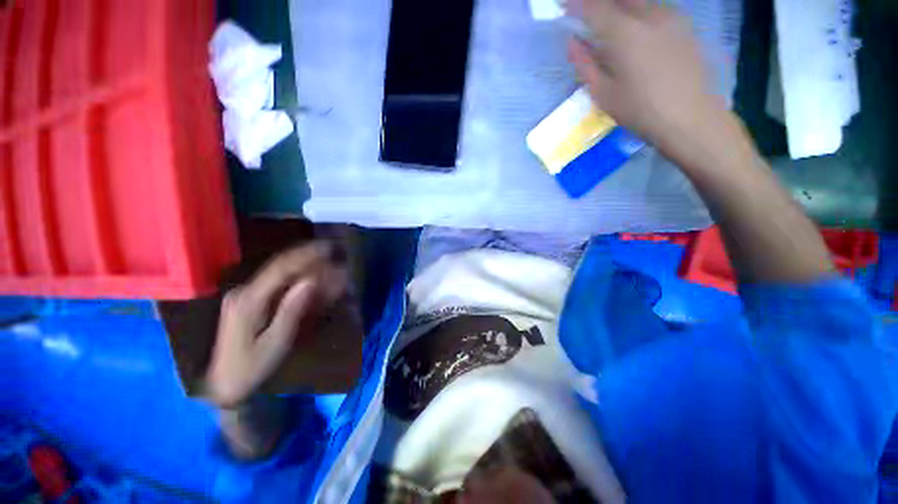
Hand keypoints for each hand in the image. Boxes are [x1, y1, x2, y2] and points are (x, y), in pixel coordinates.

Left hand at [205, 242, 347, 407]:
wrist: (224, 384)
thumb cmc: (252, 367)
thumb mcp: (275, 342)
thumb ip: (291, 310)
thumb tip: (310, 282)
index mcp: (248, 301)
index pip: (280, 269)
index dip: (305, 255)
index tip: (327, 248)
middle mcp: (244, 292)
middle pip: (279, 266)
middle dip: (307, 256)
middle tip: (330, 250)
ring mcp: (245, 295)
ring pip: (278, 272)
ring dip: (303, 264)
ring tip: (324, 259)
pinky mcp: (248, 300)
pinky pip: (276, 282)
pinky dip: (295, 276)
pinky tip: (309, 274)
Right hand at [566, 0, 725, 152]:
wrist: (689, 116)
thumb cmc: (639, 110)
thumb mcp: (603, 94)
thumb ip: (585, 65)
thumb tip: (572, 43)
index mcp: (624, 34)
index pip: (594, 8)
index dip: (575, 4)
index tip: (562, 5)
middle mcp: (649, 16)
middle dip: (599, 3)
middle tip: (585, 11)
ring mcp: (670, 16)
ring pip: (639, 0)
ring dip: (619, 5)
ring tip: (608, 20)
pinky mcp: (683, 24)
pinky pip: (654, 7)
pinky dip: (638, 10)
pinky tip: (634, 26)